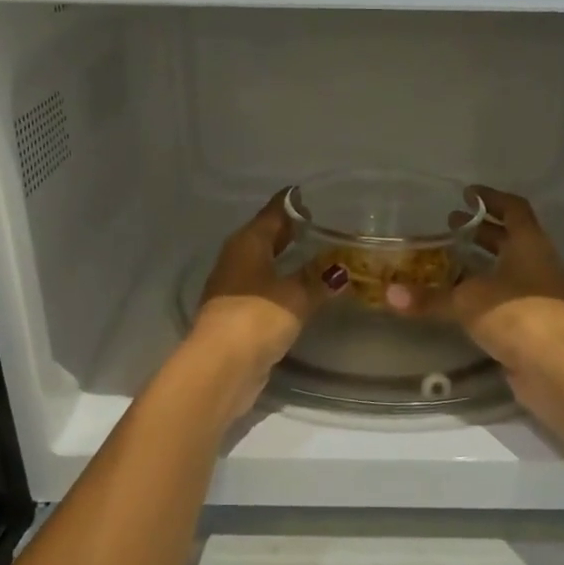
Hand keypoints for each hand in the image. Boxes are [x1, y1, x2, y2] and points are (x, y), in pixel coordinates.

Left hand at [189, 191, 343, 417]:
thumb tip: (341, 269)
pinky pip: (267, 289)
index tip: (320, 198)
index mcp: (247, 242)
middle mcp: (237, 258)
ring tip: (324, 258)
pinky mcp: (239, 314)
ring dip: (290, 261)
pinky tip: (306, 291)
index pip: (274, 212)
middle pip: (268, 236)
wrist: (222, 366)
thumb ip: (319, 279)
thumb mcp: (296, 295)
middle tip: (328, 227)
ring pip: (267, 264)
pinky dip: (285, 285)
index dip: (295, 203)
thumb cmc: (257, 317)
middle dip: (294, 232)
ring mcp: (234, 287)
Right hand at [396, 186, 563, 375]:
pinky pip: (509, 294)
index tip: (467, 194)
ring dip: (485, 261)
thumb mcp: (466, 302)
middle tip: (450, 226)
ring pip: (511, 267)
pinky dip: (488, 289)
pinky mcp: (536, 320)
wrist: (555, 366)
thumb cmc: (515, 316)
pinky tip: (464, 298)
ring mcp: (542, 292)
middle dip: (482, 231)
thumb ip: (429, 298)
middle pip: (512, 238)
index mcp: (529, 244)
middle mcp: (539, 262)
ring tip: (452, 261)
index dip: (491, 199)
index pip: (514, 209)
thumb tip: (388, 295)